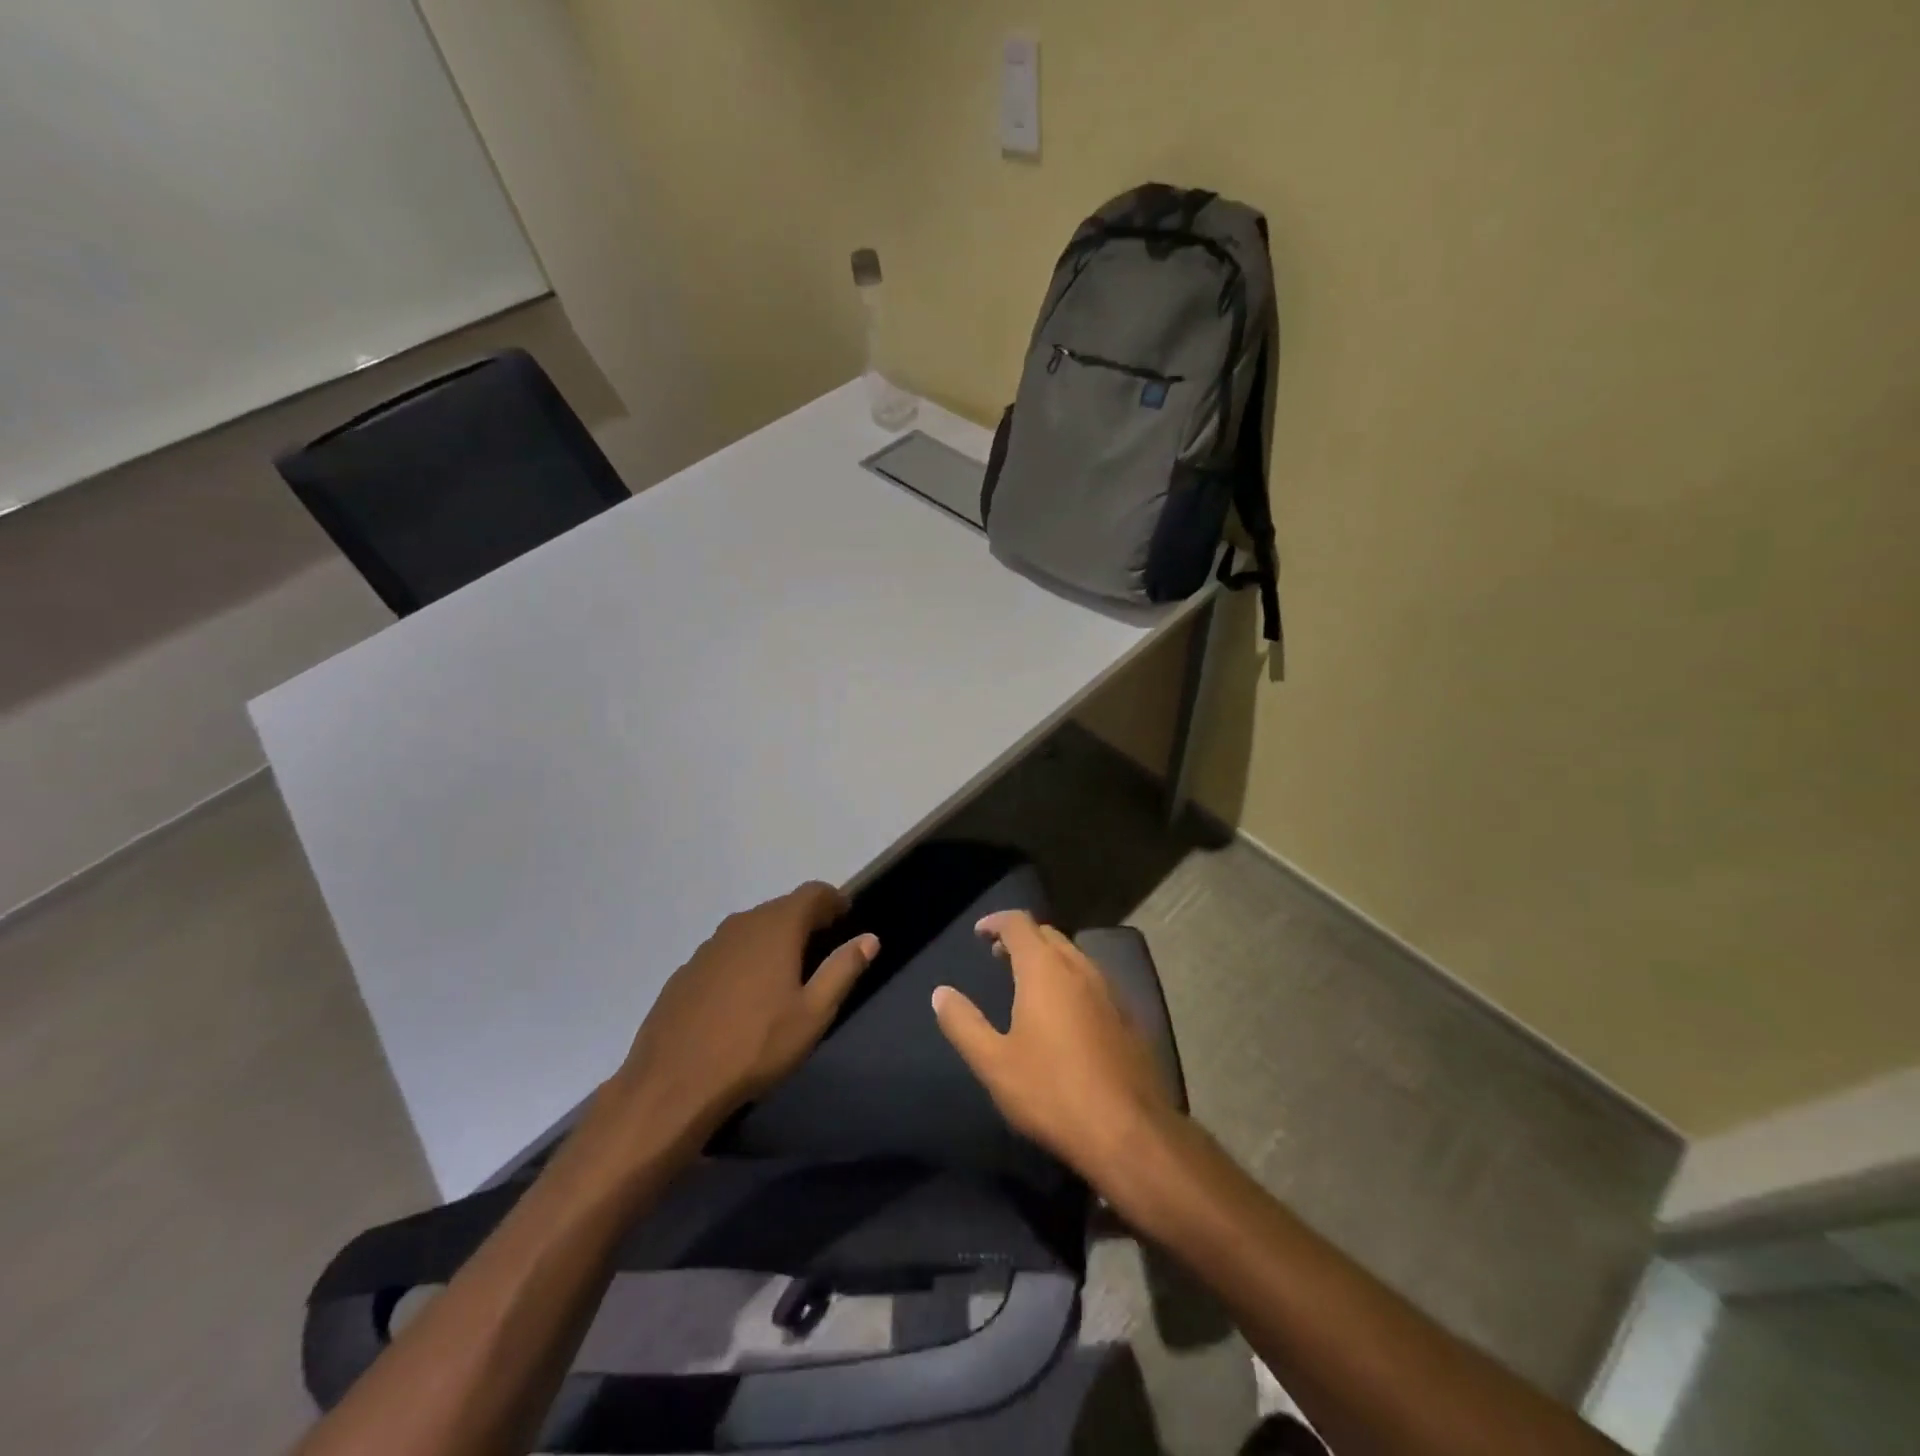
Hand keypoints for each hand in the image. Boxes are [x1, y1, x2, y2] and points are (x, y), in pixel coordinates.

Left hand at [607, 882, 877, 1153]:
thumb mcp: (813, 1013)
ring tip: (785, 972)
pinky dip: (744, 960)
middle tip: (822, 945)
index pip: (812, 893)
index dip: (833, 900)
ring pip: (751, 929)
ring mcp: (708, 947)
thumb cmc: (756, 1046)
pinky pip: (726, 952)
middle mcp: (741, 925)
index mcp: (776, 928)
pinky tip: (744, 996)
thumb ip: (843, 969)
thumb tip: (869, 939)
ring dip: (772, 939)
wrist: (673, 1084)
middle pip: (781, 908)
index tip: (846, 917)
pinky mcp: (686, 971)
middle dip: (805, 920)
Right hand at [932, 910, 1177, 1184]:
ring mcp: (1109, 990)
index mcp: (1044, 969)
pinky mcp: (1128, 1016)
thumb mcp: (994, 1063)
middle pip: (1048, 935)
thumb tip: (941, 993)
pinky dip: (1071, 980)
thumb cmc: (1051, 1092)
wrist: (1128, 1132)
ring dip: (1048, 958)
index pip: (1019, 923)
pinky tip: (1065, 1013)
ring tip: (1028, 982)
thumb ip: (963, 1023)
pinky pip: (1093, 980)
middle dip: (1022, 938)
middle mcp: (1080, 968)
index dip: (997, 921)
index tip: (979, 932)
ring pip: (1074, 956)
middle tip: (998, 956)